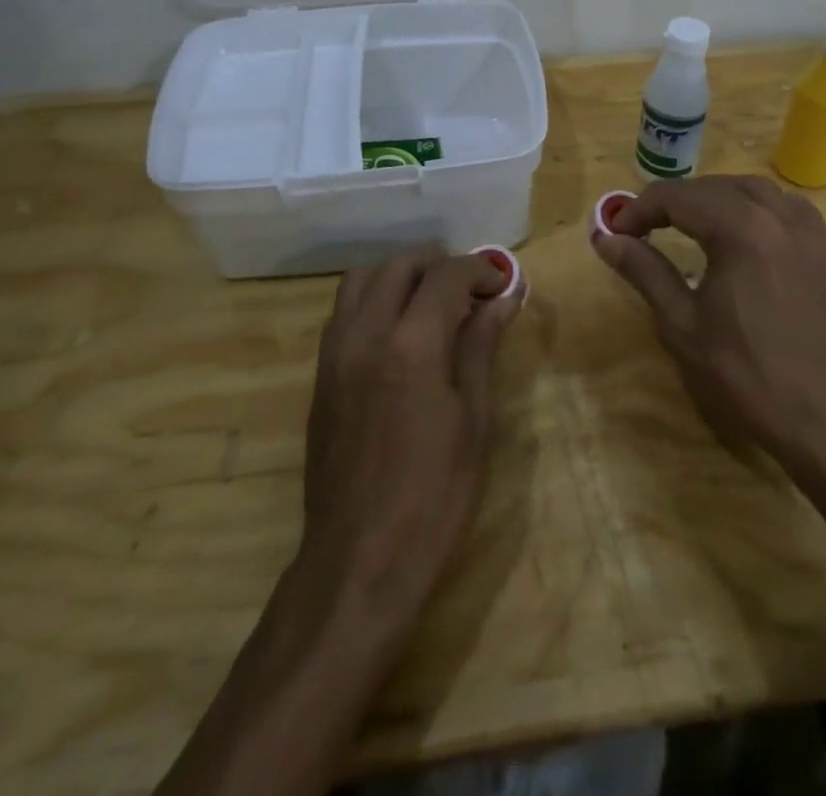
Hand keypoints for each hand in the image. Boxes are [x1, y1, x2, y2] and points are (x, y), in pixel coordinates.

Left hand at [296, 246, 519, 627]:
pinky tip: (399, 332)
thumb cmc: (434, 497)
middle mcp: (366, 334)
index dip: (479, 269)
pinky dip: (373, 299)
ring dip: (400, 276)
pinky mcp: (320, 374)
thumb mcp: (475, 421)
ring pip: (362, 279)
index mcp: (412, 344)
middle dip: (439, 265)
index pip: (446, 275)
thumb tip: (505, 296)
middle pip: (399, 265)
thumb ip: (483, 347)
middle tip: (470, 291)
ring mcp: (335, 352)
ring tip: (432, 303)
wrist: (358, 561)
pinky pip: (344, 311)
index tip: (500, 283)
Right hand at [591, 175, 825, 469]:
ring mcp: (804, 232)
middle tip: (640, 229)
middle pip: (712, 187)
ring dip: (712, 197)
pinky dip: (756, 205)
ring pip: (750, 189)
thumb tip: (605, 238)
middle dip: (672, 201)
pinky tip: (743, 226)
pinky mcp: (820, 251)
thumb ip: (644, 270)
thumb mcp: (680, 322)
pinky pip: (785, 206)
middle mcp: (776, 217)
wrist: (818, 417)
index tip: (615, 232)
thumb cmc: (742, 372)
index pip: (679, 198)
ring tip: (685, 221)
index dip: (640, 209)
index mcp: (741, 231)